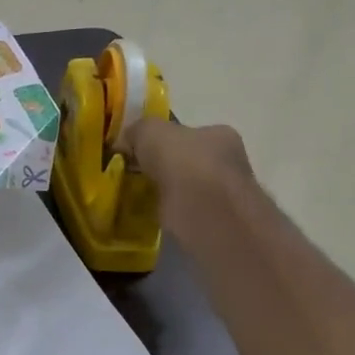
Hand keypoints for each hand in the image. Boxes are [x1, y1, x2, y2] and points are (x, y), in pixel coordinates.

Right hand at [124, 119, 252, 241]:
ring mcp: (226, 195)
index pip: (188, 133)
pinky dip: (170, 215)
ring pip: (188, 189)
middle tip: (136, 177)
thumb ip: (137, 130)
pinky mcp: (216, 224)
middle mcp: (230, 162)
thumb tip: (124, 142)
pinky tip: (152, 217)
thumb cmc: (184, 164)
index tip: (138, 154)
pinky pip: (185, 214)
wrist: (205, 214)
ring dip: (167, 193)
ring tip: (139, 199)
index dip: (161, 142)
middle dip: (164, 169)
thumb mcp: (150, 131)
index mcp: (220, 135)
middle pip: (188, 161)